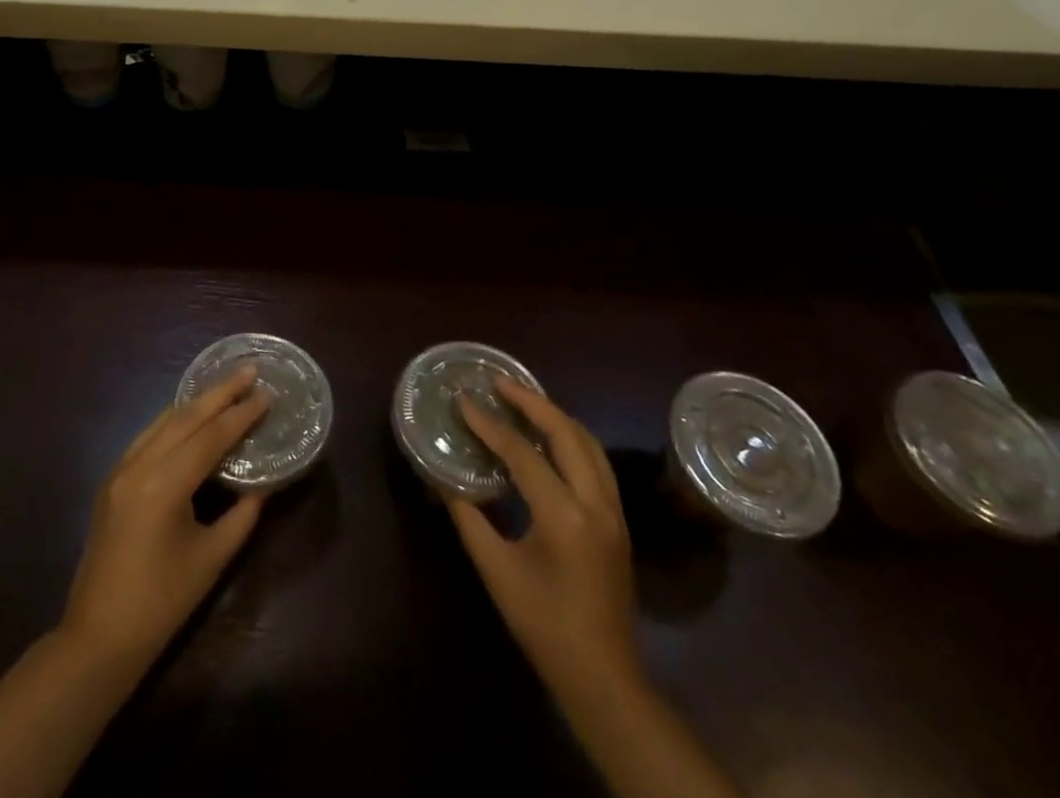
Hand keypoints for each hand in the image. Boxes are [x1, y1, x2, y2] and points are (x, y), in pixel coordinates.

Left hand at [60, 365, 270, 670]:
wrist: (98, 639)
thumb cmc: (162, 604)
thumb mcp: (212, 559)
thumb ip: (241, 516)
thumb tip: (262, 485)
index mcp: (164, 484)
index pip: (211, 436)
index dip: (242, 413)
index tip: (268, 393)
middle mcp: (139, 465)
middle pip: (185, 416)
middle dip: (220, 391)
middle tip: (250, 370)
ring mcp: (120, 469)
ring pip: (163, 420)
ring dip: (196, 401)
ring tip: (226, 385)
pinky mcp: (112, 480)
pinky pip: (148, 436)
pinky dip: (174, 420)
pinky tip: (191, 416)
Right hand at [448, 378, 639, 693]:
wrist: (603, 677)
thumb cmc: (544, 626)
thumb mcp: (496, 571)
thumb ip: (468, 518)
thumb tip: (441, 479)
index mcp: (564, 516)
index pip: (522, 453)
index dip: (489, 425)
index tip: (464, 401)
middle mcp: (596, 503)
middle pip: (566, 432)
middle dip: (531, 401)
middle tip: (499, 383)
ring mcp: (614, 511)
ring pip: (588, 442)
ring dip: (555, 415)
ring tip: (522, 400)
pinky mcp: (618, 520)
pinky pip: (596, 461)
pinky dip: (571, 438)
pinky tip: (549, 437)